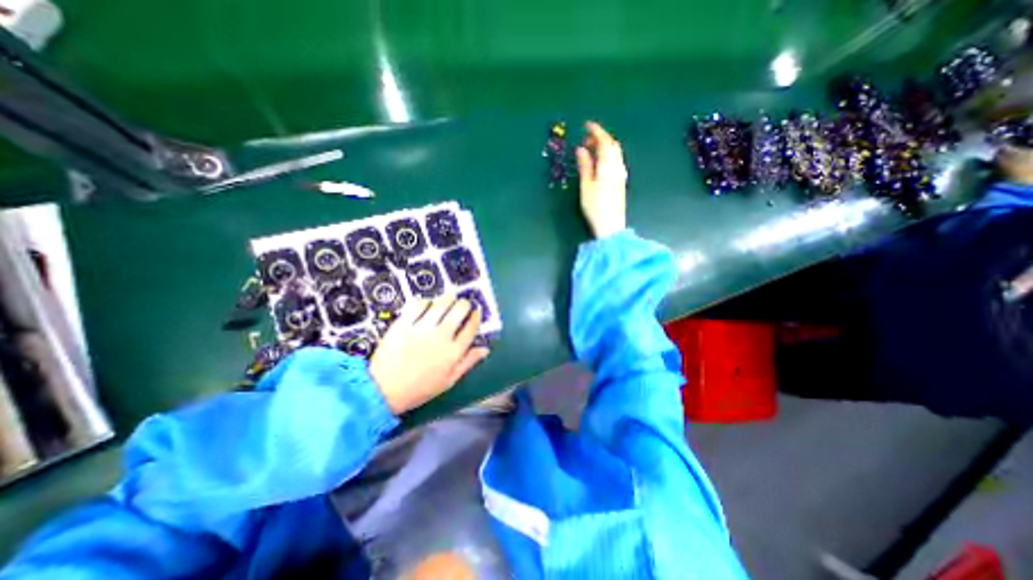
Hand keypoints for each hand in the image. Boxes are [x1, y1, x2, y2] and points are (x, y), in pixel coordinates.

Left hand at [369, 297, 489, 413]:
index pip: (471, 326)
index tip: (476, 312)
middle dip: (465, 304)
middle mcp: (441, 336)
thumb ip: (468, 362)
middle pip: (459, 309)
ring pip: (442, 303)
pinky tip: (427, 305)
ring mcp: (422, 328)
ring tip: (448, 300)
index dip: (476, 316)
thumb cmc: (419, 388)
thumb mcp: (449, 380)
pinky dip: (427, 302)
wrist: (383, 390)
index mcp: (453, 351)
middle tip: (462, 305)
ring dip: (448, 299)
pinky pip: (419, 305)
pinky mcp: (404, 324)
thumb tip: (485, 349)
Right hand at [573, 119, 628, 236]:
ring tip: (590, 151)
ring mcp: (620, 175)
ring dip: (604, 147)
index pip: (605, 142)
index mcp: (608, 166)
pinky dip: (607, 156)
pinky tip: (599, 163)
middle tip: (586, 139)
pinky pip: (615, 162)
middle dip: (600, 138)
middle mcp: (617, 167)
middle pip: (612, 146)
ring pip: (615, 154)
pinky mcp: (620, 183)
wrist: (611, 225)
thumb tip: (581, 149)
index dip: (596, 131)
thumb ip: (585, 166)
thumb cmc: (595, 207)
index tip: (586, 125)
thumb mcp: (586, 186)